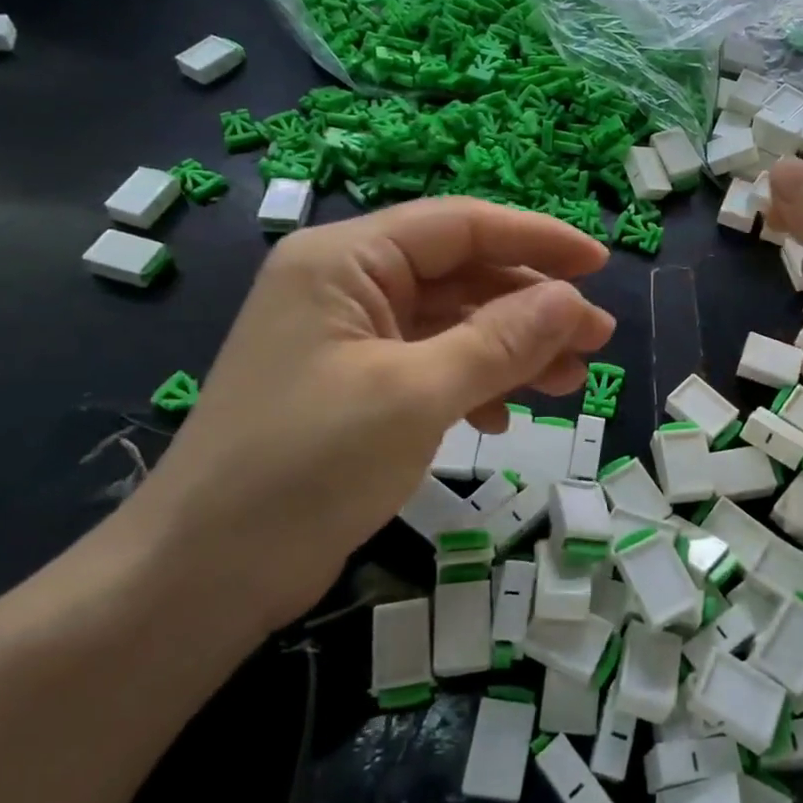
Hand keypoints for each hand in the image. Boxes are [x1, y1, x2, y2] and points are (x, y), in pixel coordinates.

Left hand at [130, 199, 614, 633]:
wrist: (201, 577)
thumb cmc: (306, 466)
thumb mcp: (416, 395)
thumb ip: (501, 341)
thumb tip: (574, 301)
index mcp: (346, 260)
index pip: (460, 225)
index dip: (536, 239)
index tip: (600, 264)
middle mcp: (347, 285)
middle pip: (461, 274)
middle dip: (532, 306)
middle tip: (596, 340)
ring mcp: (349, 339)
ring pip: (453, 323)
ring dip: (513, 349)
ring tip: (571, 382)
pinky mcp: (354, 388)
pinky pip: (431, 365)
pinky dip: (475, 383)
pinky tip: (503, 417)